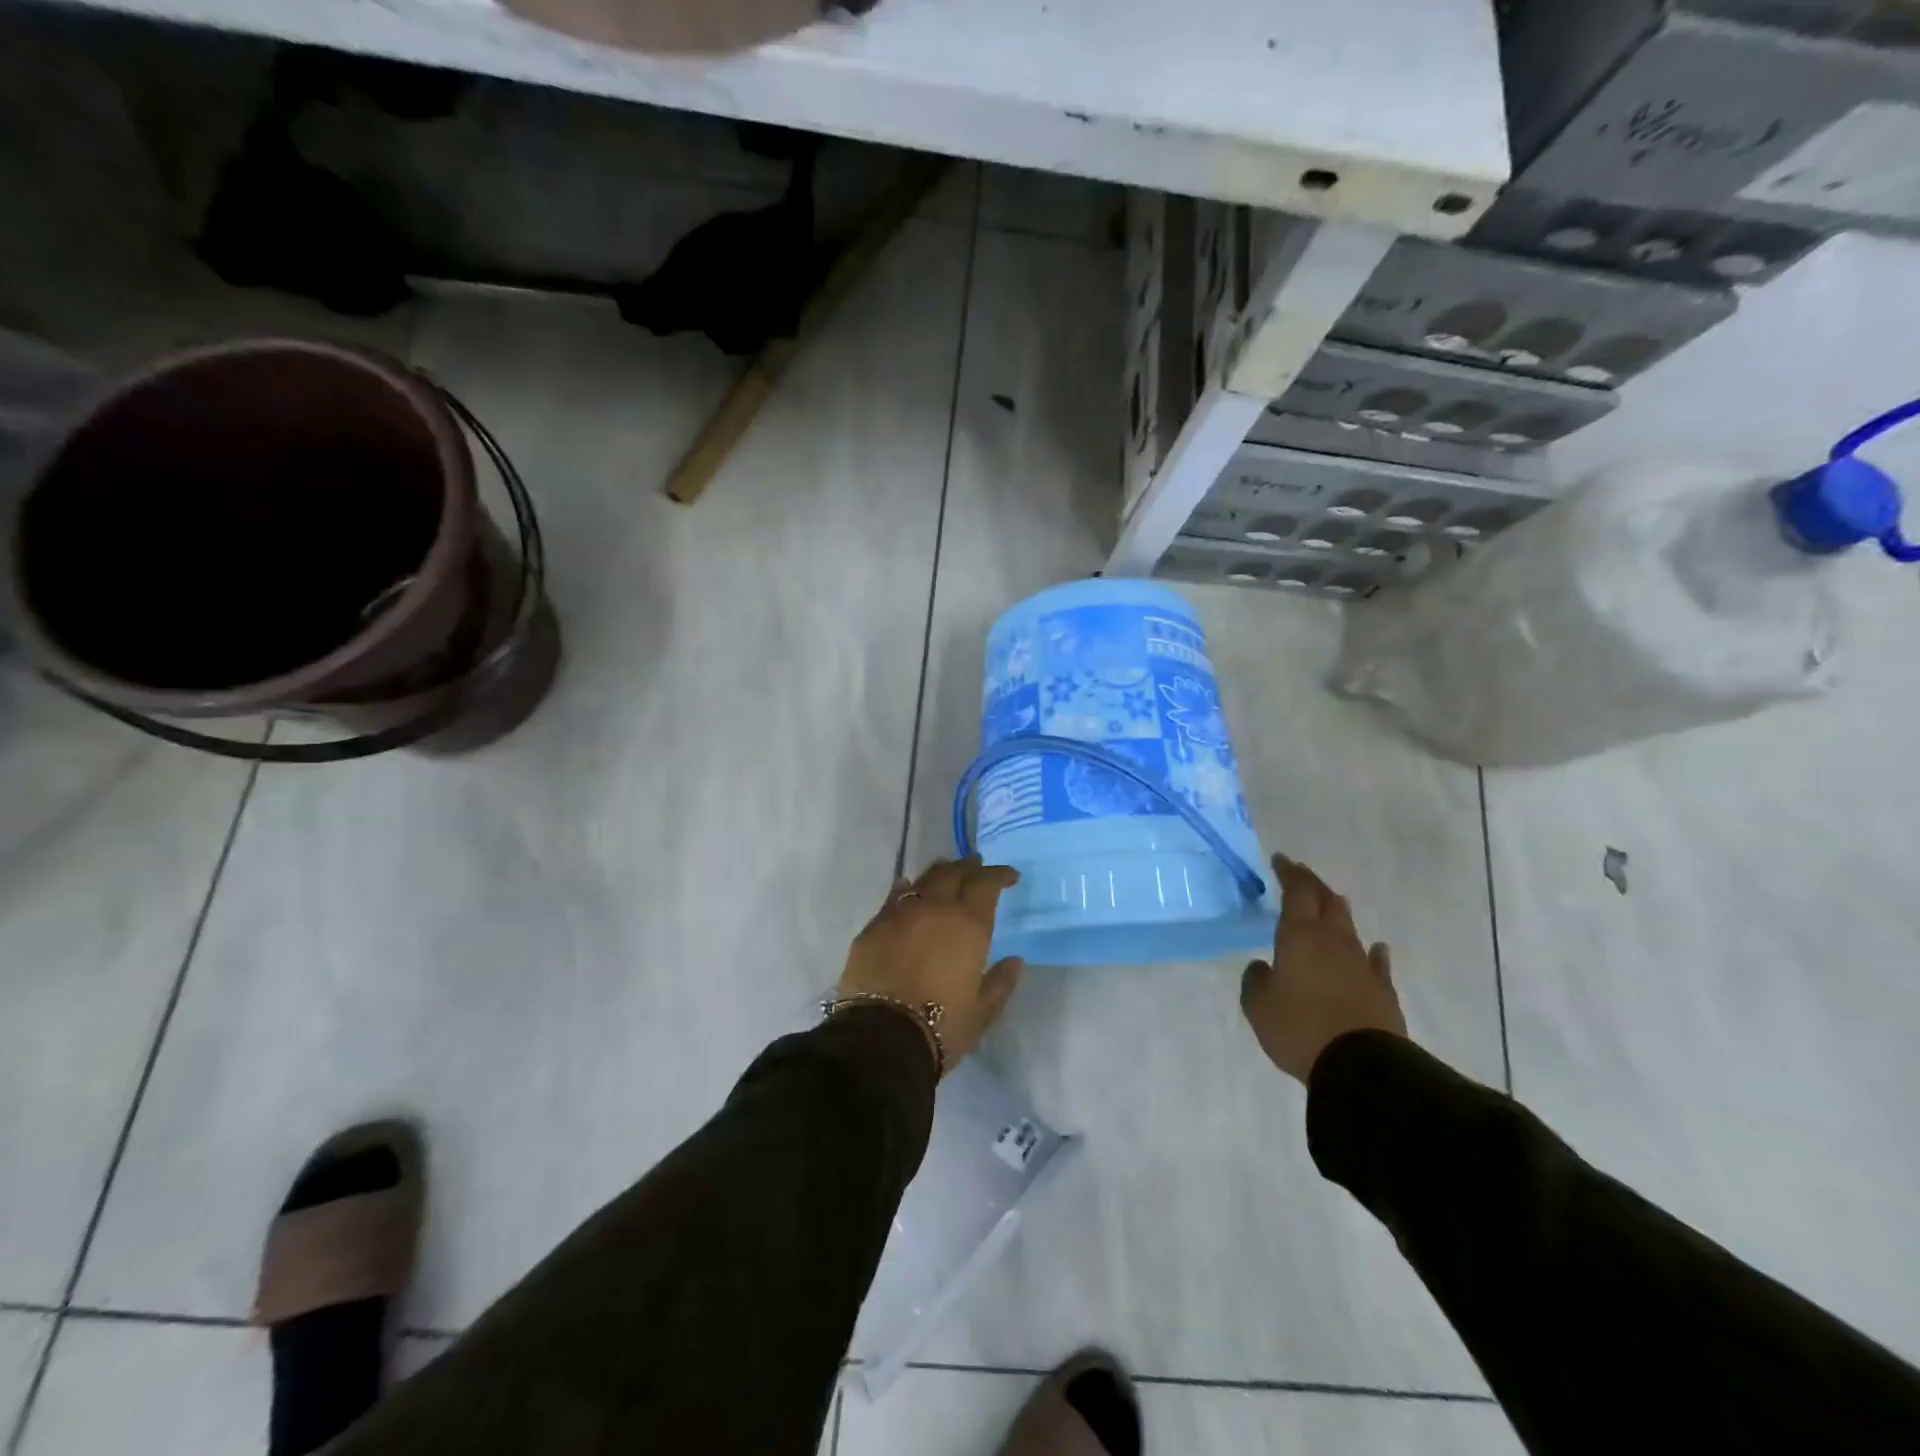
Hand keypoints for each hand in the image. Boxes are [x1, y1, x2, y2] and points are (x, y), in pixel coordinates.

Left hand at [837, 856, 1024, 1073]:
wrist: (880, 1039)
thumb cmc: (941, 1028)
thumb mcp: (981, 1013)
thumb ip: (1000, 983)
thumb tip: (1014, 961)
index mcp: (968, 925)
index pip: (986, 884)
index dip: (999, 875)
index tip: (1009, 877)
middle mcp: (935, 908)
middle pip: (953, 873)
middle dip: (968, 867)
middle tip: (976, 865)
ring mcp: (900, 914)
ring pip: (923, 879)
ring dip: (939, 873)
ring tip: (946, 873)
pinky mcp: (873, 927)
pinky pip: (894, 897)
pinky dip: (906, 890)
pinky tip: (908, 891)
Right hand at [1241, 854, 1405, 1083]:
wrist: (1361, 1067)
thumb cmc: (1299, 1028)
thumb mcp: (1258, 1005)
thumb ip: (1255, 979)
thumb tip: (1262, 966)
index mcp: (1300, 936)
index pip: (1296, 892)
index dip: (1289, 873)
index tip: (1280, 859)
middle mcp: (1333, 940)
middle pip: (1326, 901)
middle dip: (1313, 884)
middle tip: (1301, 874)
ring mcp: (1362, 964)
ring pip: (1349, 927)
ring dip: (1338, 911)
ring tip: (1332, 902)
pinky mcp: (1382, 990)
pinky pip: (1375, 961)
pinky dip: (1370, 951)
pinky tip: (1374, 949)